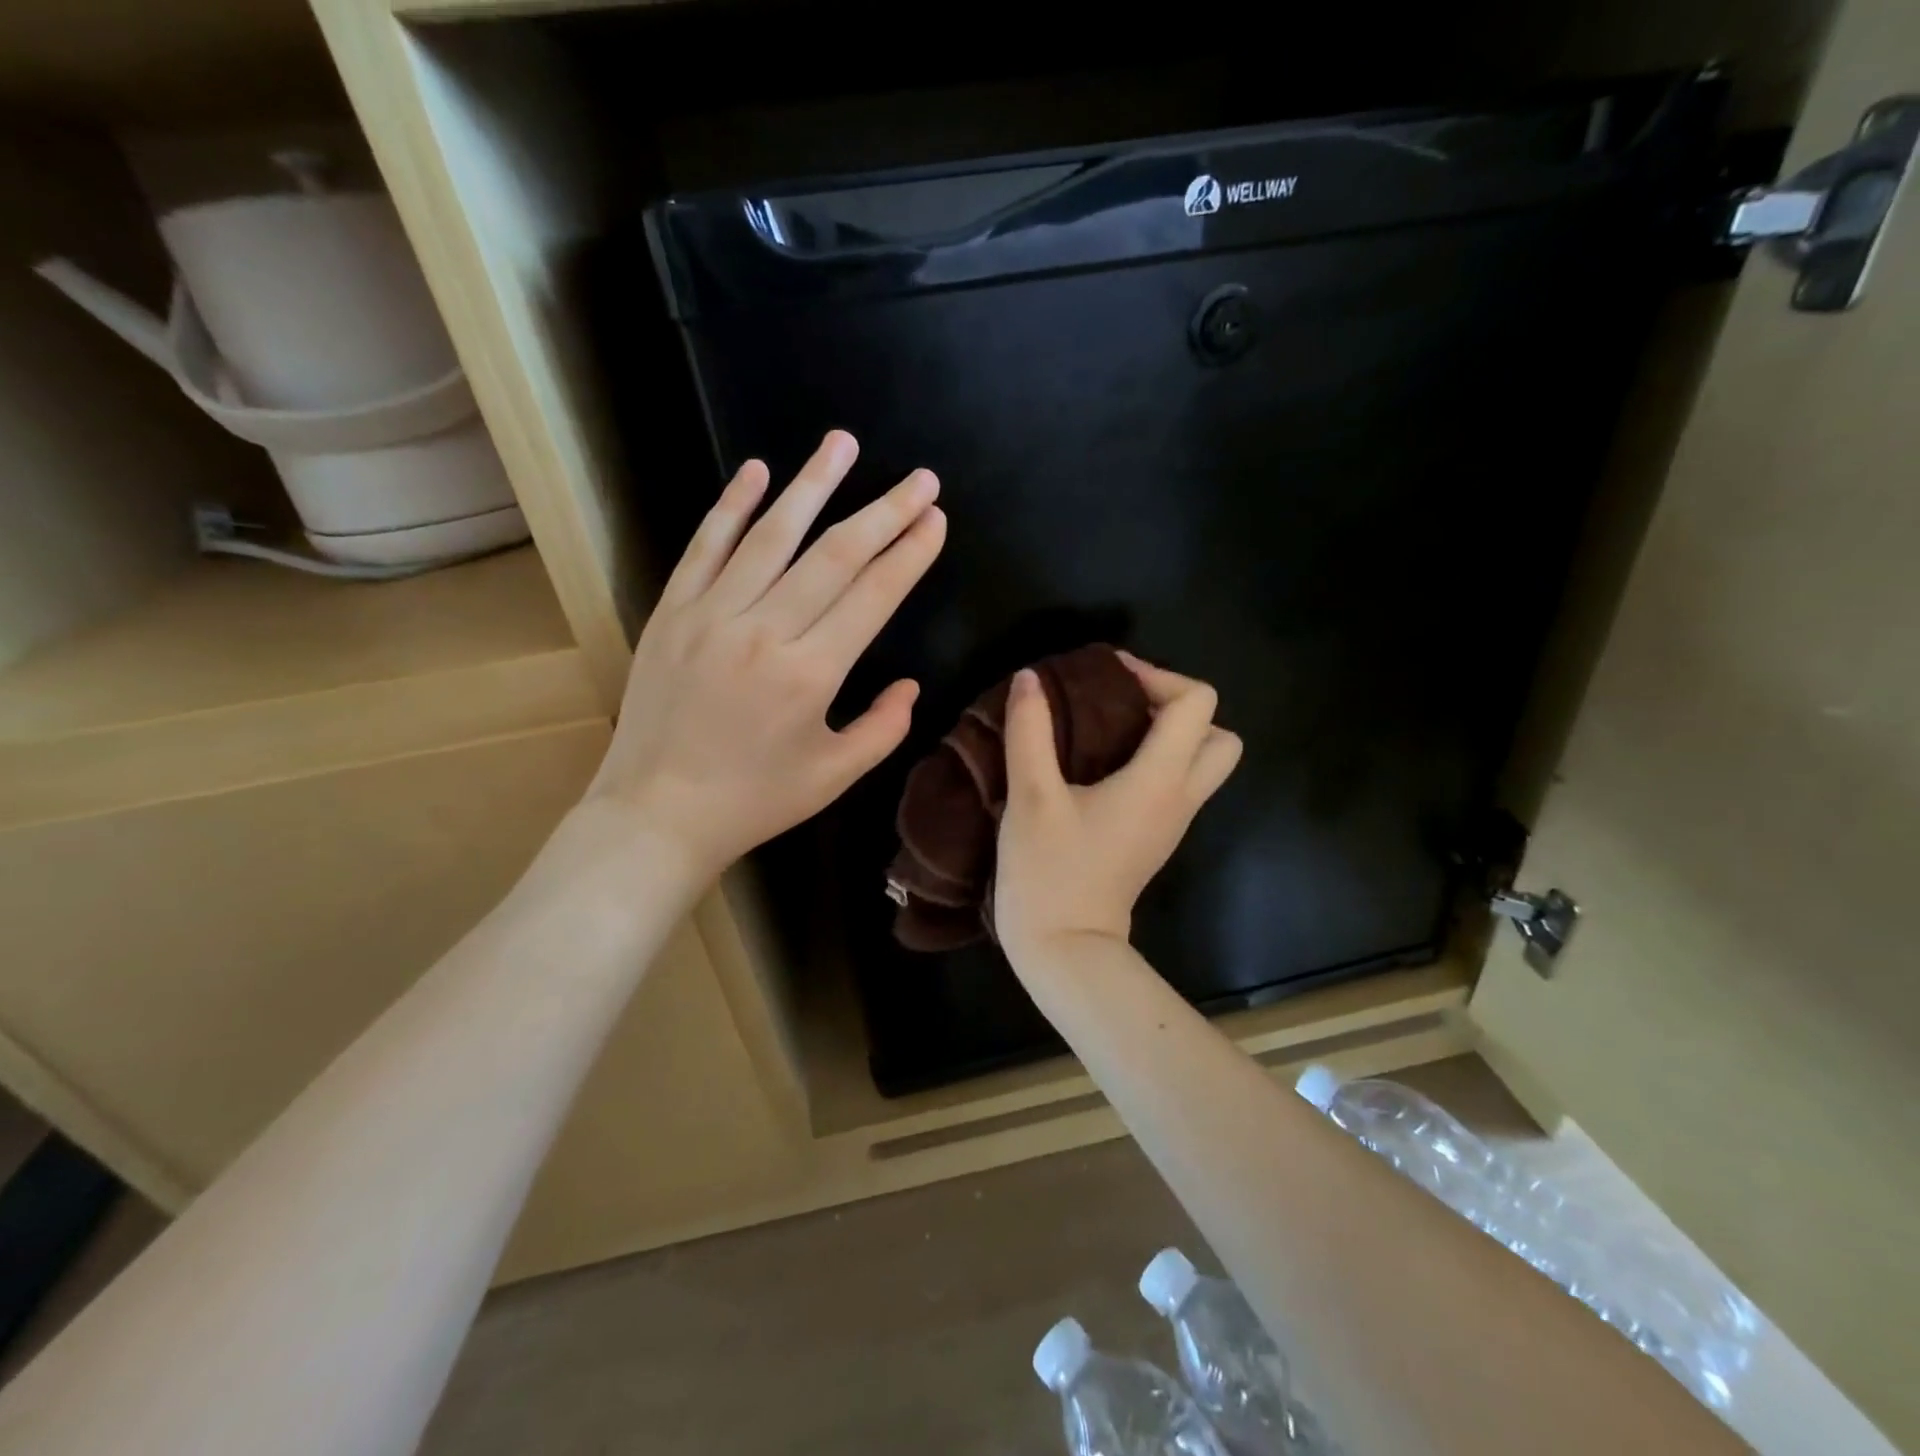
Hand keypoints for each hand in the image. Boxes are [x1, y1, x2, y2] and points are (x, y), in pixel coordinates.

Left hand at [583, 430, 945, 880]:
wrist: (656, 813)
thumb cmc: (753, 801)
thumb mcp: (834, 776)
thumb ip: (883, 729)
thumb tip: (910, 684)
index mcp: (811, 673)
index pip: (874, 595)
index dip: (910, 553)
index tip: (935, 519)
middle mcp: (764, 631)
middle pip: (835, 555)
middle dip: (885, 511)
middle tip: (919, 478)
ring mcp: (711, 614)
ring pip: (771, 535)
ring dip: (813, 485)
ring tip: (843, 444)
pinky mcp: (672, 612)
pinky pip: (705, 547)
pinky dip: (732, 506)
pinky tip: (758, 471)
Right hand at [995, 653, 1240, 958]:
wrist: (1064, 948)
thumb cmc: (1049, 871)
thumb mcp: (1030, 796)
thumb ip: (1030, 731)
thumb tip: (1030, 678)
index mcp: (1160, 780)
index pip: (1196, 702)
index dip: (1156, 675)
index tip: (1106, 677)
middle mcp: (1180, 797)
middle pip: (1218, 734)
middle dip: (1177, 706)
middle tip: (1123, 704)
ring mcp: (1172, 821)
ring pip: (1201, 761)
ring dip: (1167, 733)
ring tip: (1109, 727)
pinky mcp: (1154, 837)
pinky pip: (1176, 782)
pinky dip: (1153, 759)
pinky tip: (1101, 762)